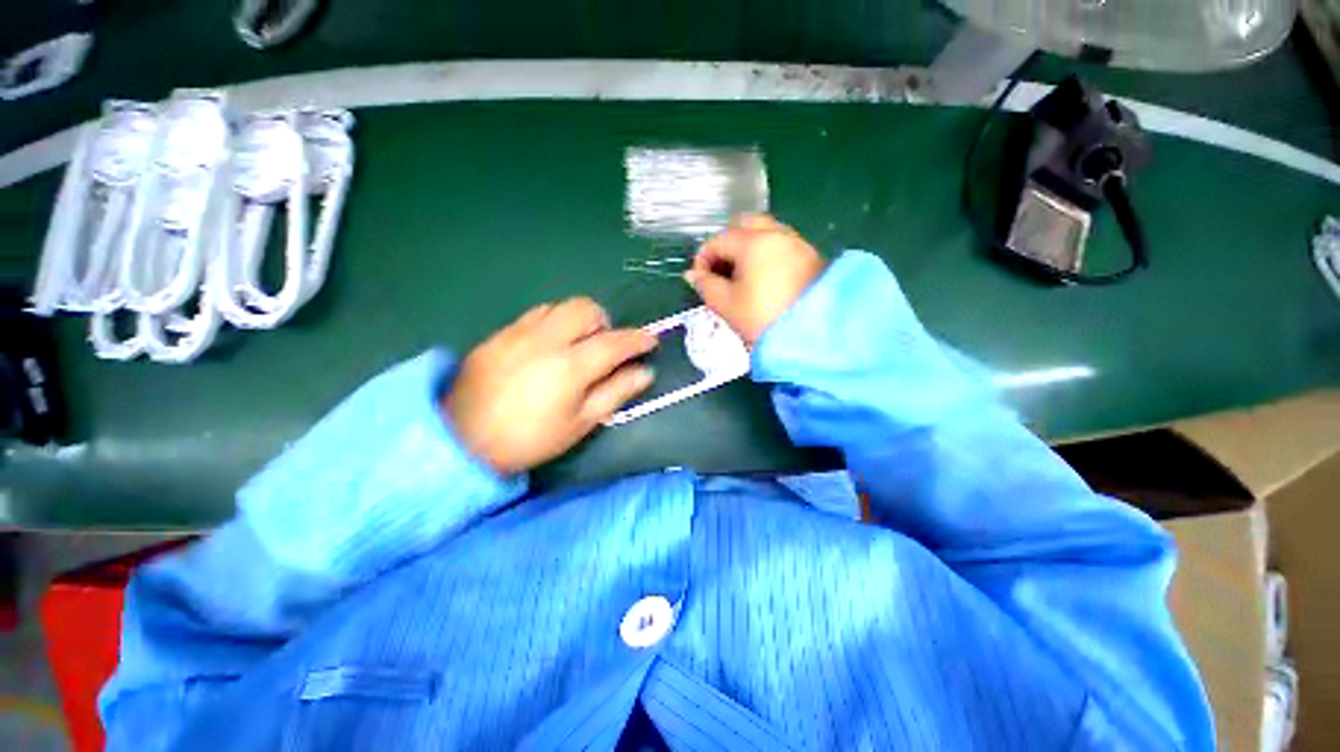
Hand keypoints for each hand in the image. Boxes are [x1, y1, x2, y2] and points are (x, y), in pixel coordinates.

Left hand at [444, 298, 656, 474]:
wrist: (461, 441)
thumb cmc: (530, 439)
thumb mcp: (580, 423)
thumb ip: (615, 393)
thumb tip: (645, 372)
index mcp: (570, 366)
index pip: (615, 342)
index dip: (638, 339)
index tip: (651, 341)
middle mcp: (546, 339)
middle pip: (586, 308)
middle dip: (605, 322)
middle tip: (604, 346)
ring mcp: (519, 333)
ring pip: (560, 306)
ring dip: (578, 320)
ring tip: (576, 345)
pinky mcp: (499, 334)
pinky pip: (536, 314)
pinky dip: (553, 322)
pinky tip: (548, 346)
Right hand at [685, 214, 825, 345]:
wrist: (812, 337)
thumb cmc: (762, 319)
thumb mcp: (726, 305)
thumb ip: (705, 285)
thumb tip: (693, 274)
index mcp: (753, 242)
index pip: (718, 240)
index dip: (703, 259)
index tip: (700, 281)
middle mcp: (777, 234)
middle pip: (744, 225)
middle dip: (727, 245)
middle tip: (721, 272)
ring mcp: (798, 244)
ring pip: (766, 233)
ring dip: (748, 248)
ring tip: (742, 277)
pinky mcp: (812, 258)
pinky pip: (782, 245)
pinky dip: (767, 254)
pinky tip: (764, 279)